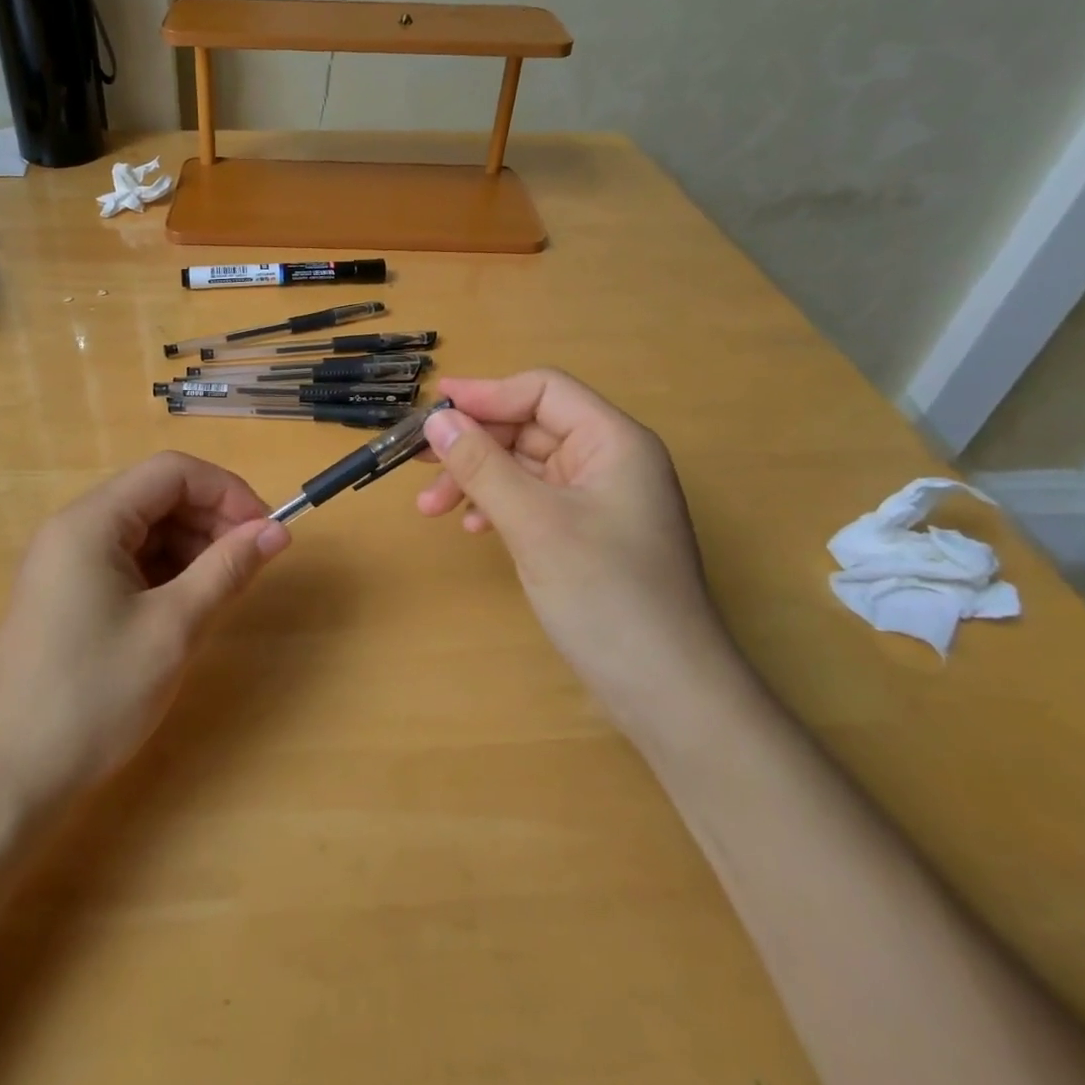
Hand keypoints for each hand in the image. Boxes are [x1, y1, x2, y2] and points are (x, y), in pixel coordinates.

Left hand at [0, 452, 289, 800]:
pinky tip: (189, 605)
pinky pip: (128, 561)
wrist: (7, 780)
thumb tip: (277, 531)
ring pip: (146, 530)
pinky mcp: (68, 595)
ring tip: (224, 588)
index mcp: (91, 522)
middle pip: (158, 496)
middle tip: (251, 563)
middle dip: (212, 520)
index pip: (172, 472)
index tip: (265, 531)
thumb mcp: (173, 628)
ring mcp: (67, 563)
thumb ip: (228, 569)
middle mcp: (74, 529)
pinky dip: (167, 572)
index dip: (226, 491)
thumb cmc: (94, 696)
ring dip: (192, 547)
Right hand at [417, 371, 741, 725]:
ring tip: (432, 510)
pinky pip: (533, 500)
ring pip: (526, 466)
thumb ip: (483, 465)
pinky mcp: (587, 534)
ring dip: (478, 479)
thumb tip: (437, 419)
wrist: (667, 693)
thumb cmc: (606, 595)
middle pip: (530, 427)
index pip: (543, 391)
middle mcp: (609, 461)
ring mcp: (599, 499)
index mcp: (613, 441)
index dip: (487, 394)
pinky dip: (498, 505)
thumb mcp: (535, 523)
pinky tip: (474, 528)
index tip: (433, 409)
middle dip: (474, 445)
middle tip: (417, 462)